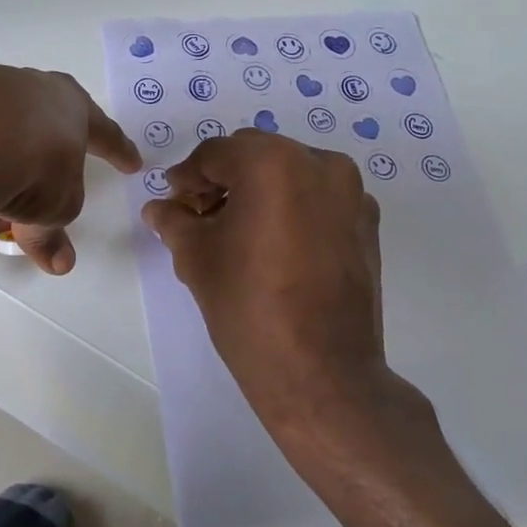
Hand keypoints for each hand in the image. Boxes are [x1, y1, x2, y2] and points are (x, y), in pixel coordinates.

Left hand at [0, 66, 140, 277]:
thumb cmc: (34, 163)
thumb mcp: (56, 207)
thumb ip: (53, 232)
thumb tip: (57, 262)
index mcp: (66, 106)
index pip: (101, 131)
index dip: (117, 150)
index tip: (131, 164)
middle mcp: (21, 92)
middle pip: (27, 156)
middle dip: (24, 208)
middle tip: (17, 243)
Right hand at [141, 130, 433, 456]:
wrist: (322, 373)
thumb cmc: (249, 307)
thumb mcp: (197, 259)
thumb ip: (174, 221)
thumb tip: (158, 208)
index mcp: (273, 163)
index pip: (215, 154)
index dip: (187, 177)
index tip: (172, 202)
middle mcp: (319, 164)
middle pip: (255, 155)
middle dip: (223, 179)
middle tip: (199, 216)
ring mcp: (351, 193)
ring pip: (289, 172)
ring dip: (258, 191)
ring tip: (235, 232)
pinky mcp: (367, 223)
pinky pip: (318, 197)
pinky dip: (291, 207)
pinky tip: (273, 244)